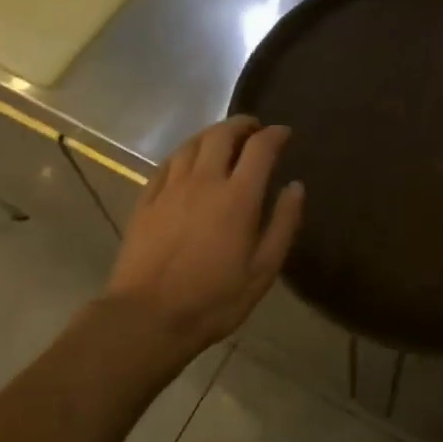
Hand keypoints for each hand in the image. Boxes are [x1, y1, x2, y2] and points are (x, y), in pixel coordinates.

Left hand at [106, 116, 304, 356]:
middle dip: (242, 124)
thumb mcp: (262, 270)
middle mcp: (204, 181)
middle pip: (222, 134)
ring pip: (192, 143)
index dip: (275, 134)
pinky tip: (189, 161)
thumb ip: (283, 224)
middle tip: (255, 129)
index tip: (284, 133)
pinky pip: (168, 162)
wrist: (148, 317)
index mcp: (238, 197)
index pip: (260, 147)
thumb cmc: (214, 299)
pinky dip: (185, 153)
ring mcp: (170, 188)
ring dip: (212, 133)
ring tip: (224, 139)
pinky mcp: (146, 199)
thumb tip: (296, 186)